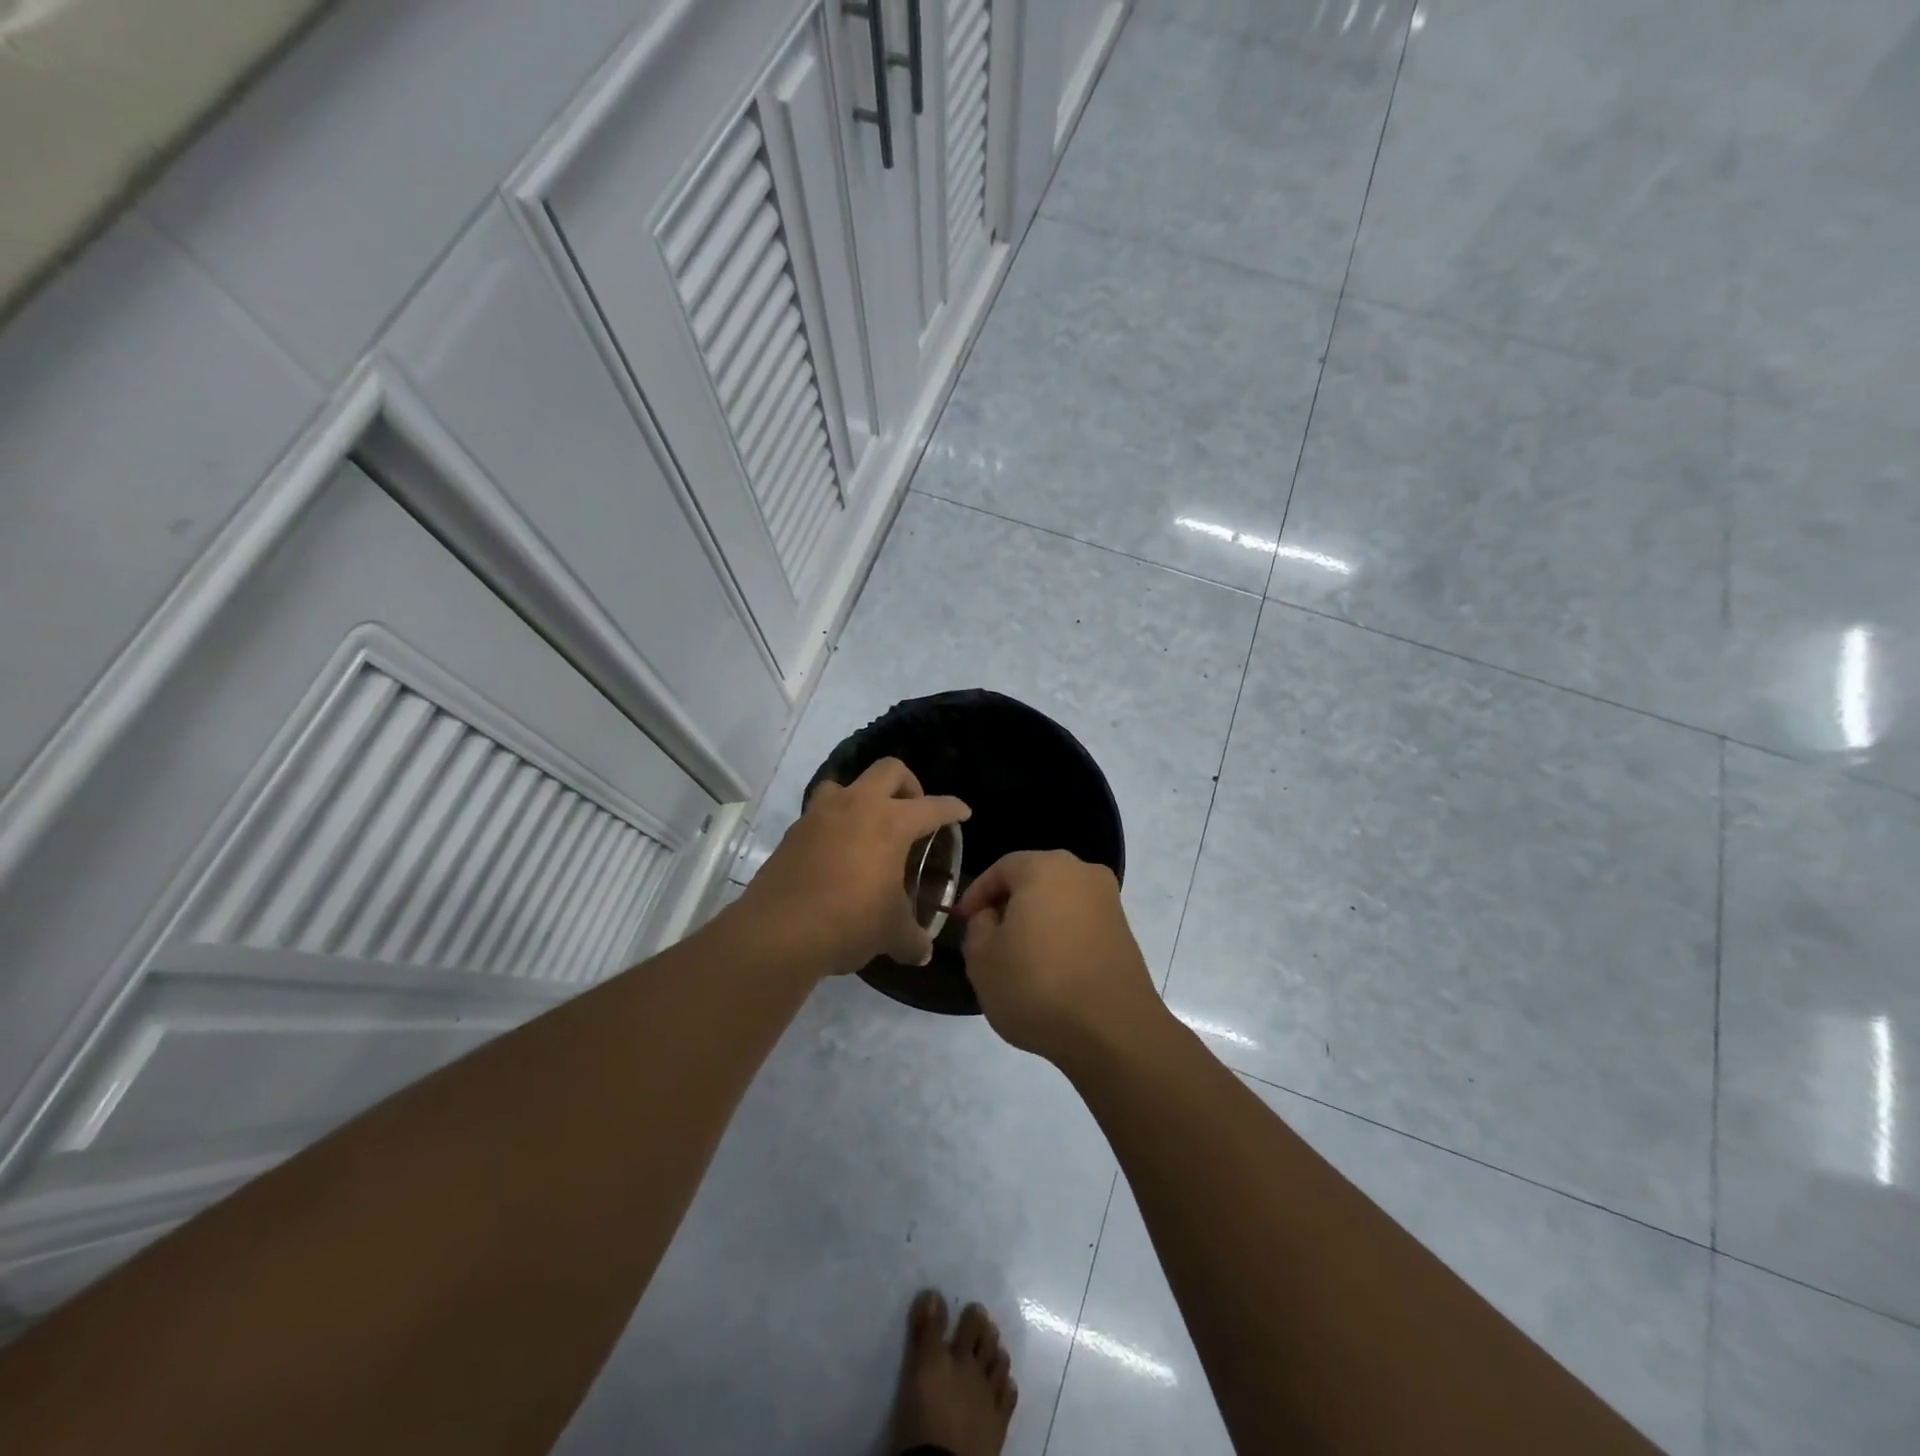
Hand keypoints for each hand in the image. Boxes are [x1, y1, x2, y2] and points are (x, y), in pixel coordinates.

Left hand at [739, 758, 969, 976]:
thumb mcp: (892, 934)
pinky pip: (820, 814)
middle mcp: (857, 806)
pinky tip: (838, 854)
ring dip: (862, 797)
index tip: (962, 812)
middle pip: (889, 770)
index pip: (933, 807)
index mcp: (891, 823)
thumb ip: (913, 939)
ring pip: (846, 784)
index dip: (952, 809)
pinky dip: (834, 825)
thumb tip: (923, 952)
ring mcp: (820, 814)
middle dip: (909, 784)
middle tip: (913, 810)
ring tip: (868, 827)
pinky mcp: (794, 832)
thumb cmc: (850, 922)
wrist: (779, 932)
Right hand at [957, 851, 1161, 1064]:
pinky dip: (1061, 937)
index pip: (1001, 868)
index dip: (977, 894)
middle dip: (1008, 905)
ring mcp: (1109, 902)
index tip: (962, 921)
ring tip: (1018, 957)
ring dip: (1037, 921)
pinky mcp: (1124, 932)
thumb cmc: (1037, 985)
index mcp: (1045, 868)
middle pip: (1034, 880)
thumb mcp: (982, 959)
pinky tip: (1050, 970)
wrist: (1113, 1031)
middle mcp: (1082, 873)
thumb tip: (993, 917)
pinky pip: (1080, 922)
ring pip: (1059, 901)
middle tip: (988, 936)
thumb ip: (978, 926)